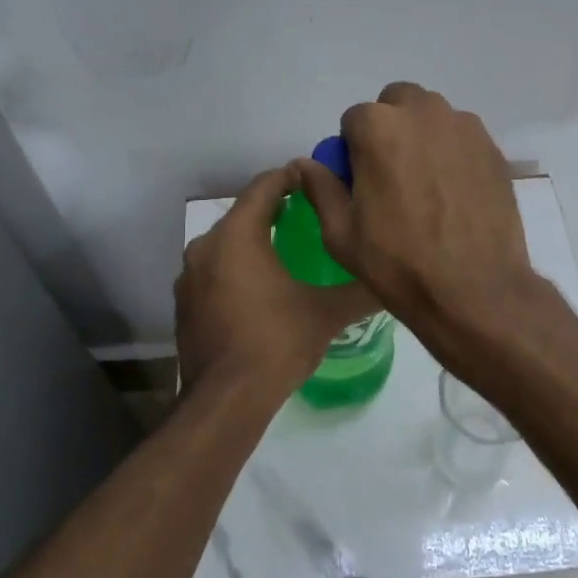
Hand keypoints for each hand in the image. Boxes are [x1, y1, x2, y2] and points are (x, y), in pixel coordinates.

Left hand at [175, 164, 378, 397]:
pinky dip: (237, 270)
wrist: (225, 400)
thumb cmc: (276, 343)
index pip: (265, 186)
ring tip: (289, 252)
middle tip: (311, 216)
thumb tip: (392, 279)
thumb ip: (361, 290)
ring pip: (227, 244)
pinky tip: (261, 290)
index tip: (317, 179)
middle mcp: (205, 246)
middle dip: (276, 211)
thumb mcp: (327, 313)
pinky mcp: (185, 304)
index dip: (292, 177)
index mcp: (236, 236)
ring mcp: (189, 277)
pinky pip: (215, 272)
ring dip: (254, 242)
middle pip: (244, 214)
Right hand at [294, 83, 538, 336]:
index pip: (353, 120)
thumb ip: (321, 187)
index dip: (352, 150)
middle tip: (392, 174)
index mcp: (378, 127)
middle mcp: (424, 113)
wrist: (474, 289)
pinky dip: (453, 153)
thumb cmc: (398, 262)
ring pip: (433, 117)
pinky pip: (462, 138)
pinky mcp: (493, 148)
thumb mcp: (341, 233)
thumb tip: (306, 164)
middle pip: (397, 104)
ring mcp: (464, 128)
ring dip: (422, 137)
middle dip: (389, 129)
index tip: (361, 181)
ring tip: (426, 185)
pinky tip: (454, 194)